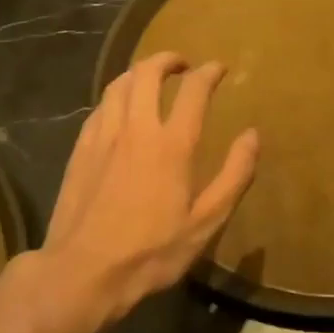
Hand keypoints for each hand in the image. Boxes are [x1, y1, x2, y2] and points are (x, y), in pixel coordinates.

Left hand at [39, 52, 258, 332]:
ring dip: (138, 72)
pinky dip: (116, 96)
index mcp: (172, 144)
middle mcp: (136, 129)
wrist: (83, 272)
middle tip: (182, 65)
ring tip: (150, 78)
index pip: (193, 90)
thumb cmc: (152, 252)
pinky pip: (100, 107)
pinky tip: (119, 110)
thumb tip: (253, 135)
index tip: (219, 68)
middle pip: (147, 73)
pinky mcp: (80, 150)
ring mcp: (103, 137)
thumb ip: (234, 176)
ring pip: (118, 84)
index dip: (209, 73)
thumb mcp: (206, 223)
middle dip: (168, 60)